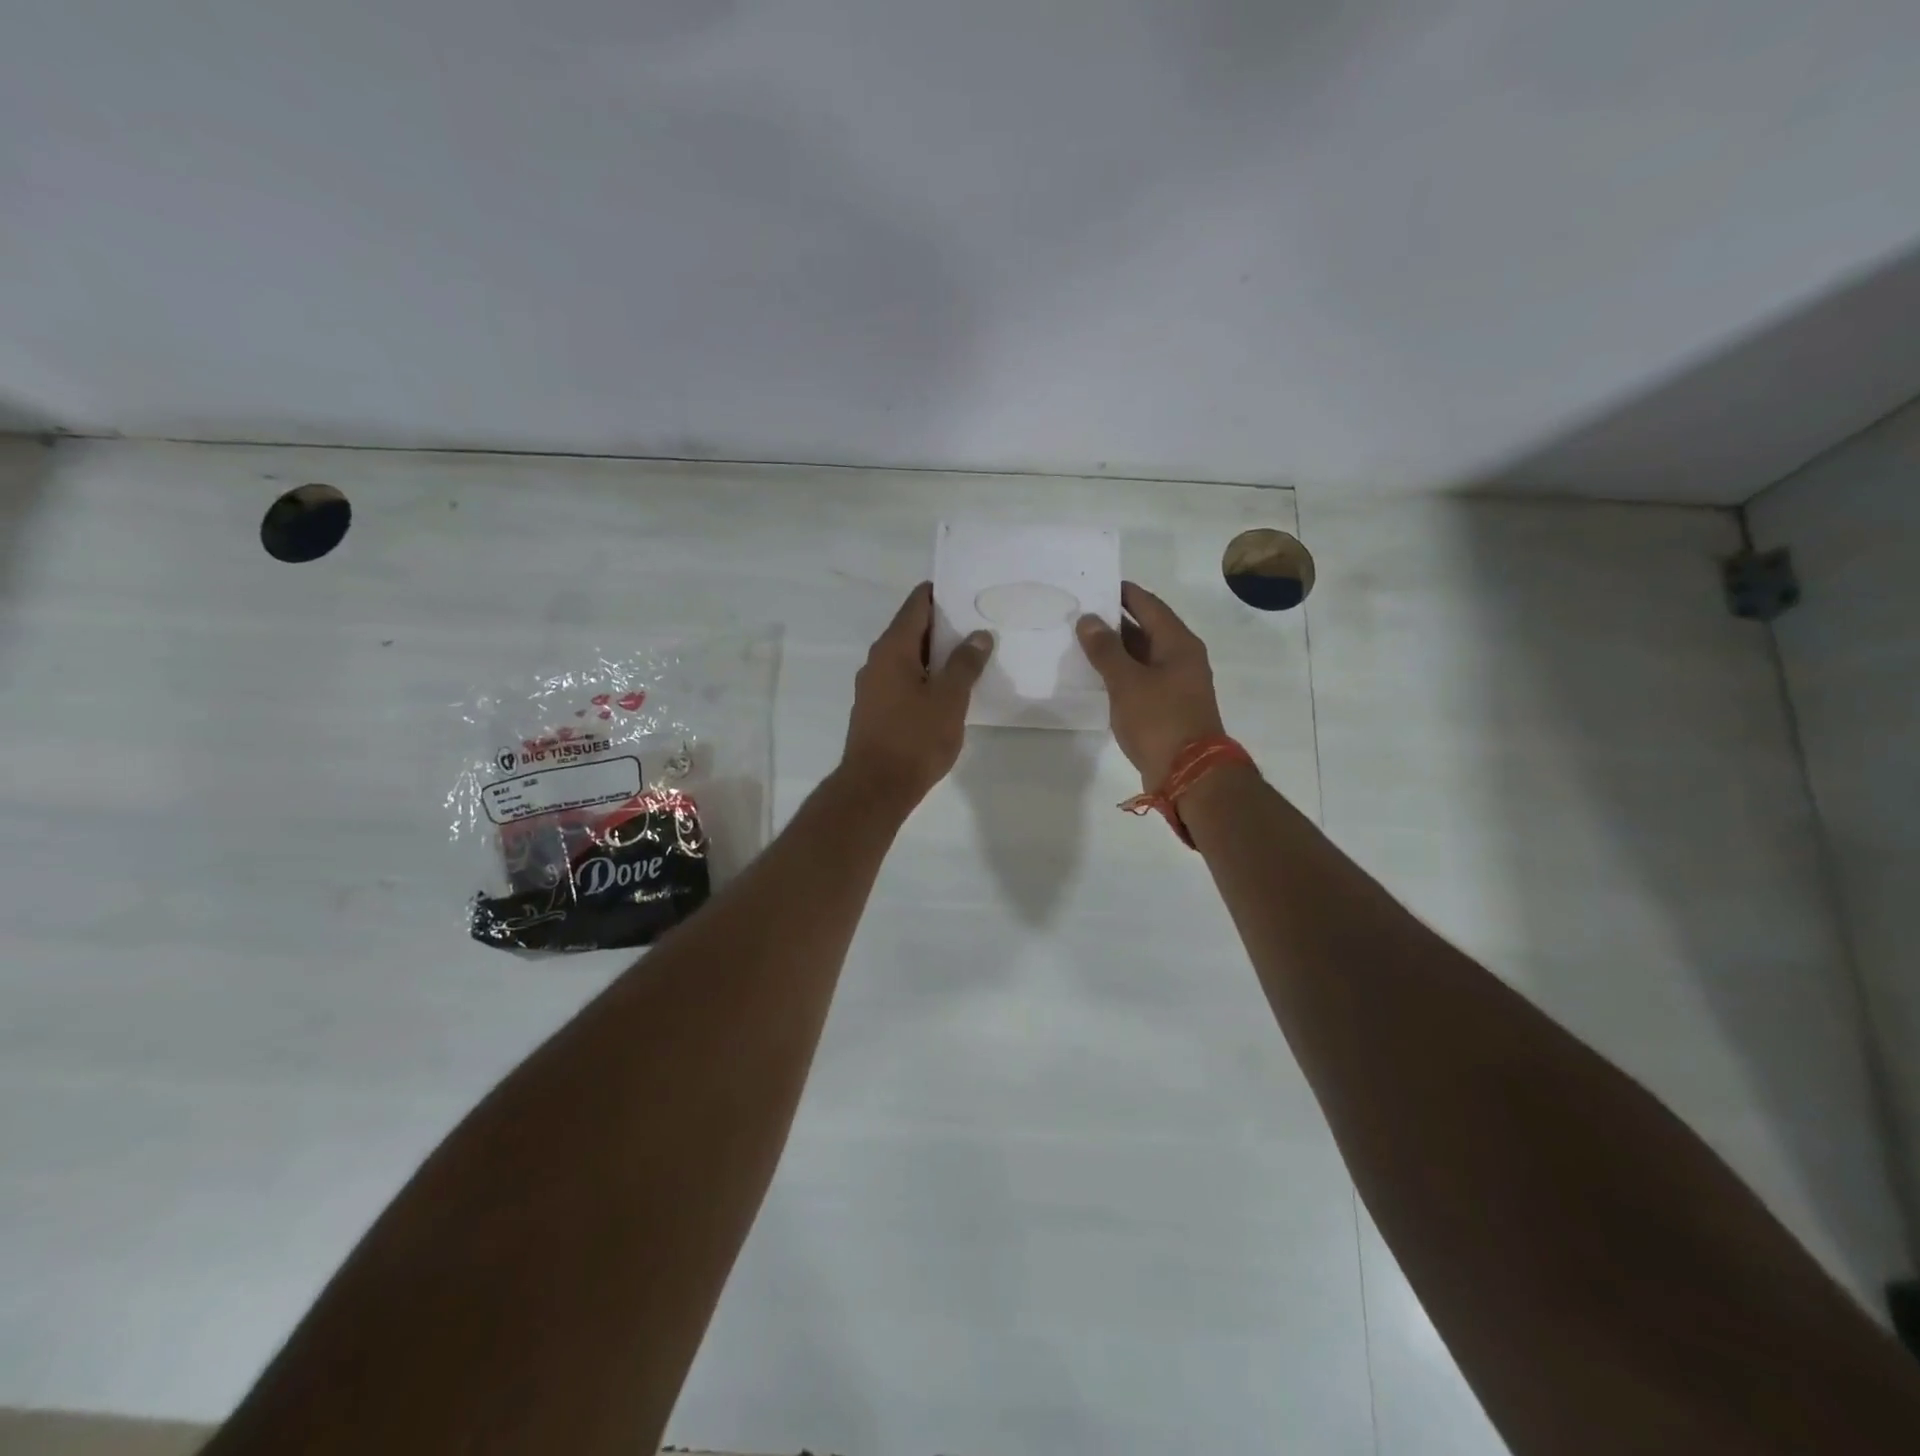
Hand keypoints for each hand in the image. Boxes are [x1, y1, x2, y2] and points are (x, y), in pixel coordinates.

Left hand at [840, 583, 993, 808]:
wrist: (876, 788)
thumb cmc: (914, 738)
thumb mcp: (949, 698)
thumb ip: (965, 663)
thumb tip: (978, 635)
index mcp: (892, 648)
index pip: (917, 605)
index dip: (941, 594)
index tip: (968, 592)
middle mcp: (877, 660)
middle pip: (912, 629)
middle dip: (944, 626)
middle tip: (979, 624)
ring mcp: (873, 686)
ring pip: (909, 657)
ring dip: (936, 654)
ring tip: (971, 655)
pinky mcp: (876, 709)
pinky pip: (904, 680)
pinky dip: (926, 676)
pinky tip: (949, 689)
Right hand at [1076, 581, 1225, 788]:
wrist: (1188, 773)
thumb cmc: (1160, 720)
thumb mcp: (1127, 682)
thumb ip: (1105, 650)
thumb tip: (1089, 619)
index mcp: (1178, 643)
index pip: (1149, 605)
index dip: (1124, 593)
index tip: (1097, 584)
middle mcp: (1181, 658)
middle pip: (1147, 629)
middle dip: (1115, 620)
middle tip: (1081, 612)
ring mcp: (1176, 684)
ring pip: (1142, 656)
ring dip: (1116, 648)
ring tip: (1082, 640)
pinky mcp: (1167, 707)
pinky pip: (1141, 679)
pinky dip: (1121, 673)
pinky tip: (1097, 675)